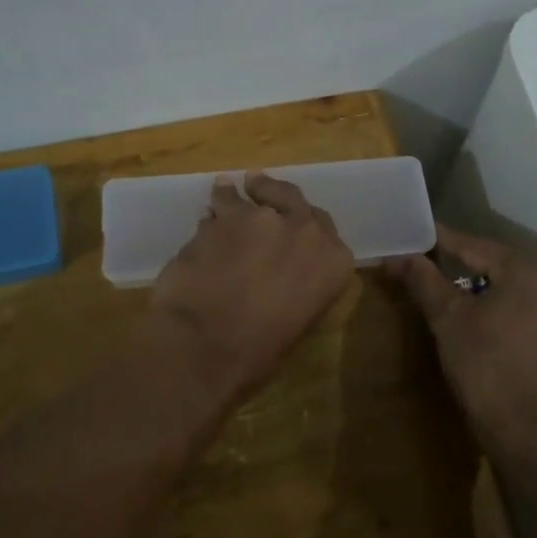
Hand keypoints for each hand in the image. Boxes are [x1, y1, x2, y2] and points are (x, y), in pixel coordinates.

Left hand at [150, 174, 354, 402]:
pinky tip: (203, 216)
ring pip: (246, 197)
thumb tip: (278, 276)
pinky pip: (216, 208)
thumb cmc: (259, 351)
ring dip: (235, 195)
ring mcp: (260, 218)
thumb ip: (298, 284)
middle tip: (259, 185)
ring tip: (224, 190)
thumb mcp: (298, 319)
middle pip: (290, 197)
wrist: (207, 345)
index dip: (304, 221)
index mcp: (333, 261)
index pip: (323, 227)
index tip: (293, 218)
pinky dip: (211, 213)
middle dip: (274, 192)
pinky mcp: (220, 218)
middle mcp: (303, 230)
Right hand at [386, 225, 536, 455]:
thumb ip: (423, 280)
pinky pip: (516, 303)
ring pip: (503, 283)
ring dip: (471, 283)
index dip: (435, 240)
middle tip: (416, 258)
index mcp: (526, 268)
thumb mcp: (448, 318)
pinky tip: (466, 311)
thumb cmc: (485, 367)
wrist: (528, 433)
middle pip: (489, 261)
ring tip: (434, 282)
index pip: (471, 244)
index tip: (407, 233)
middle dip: (453, 261)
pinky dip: (491, 302)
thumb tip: (396, 257)